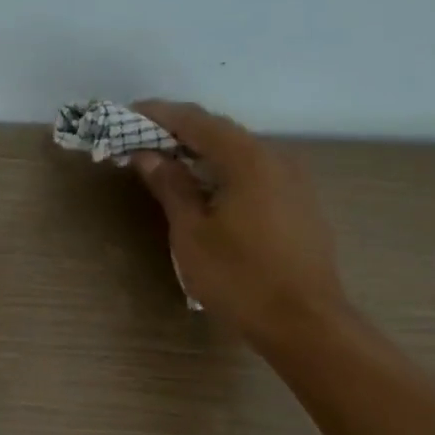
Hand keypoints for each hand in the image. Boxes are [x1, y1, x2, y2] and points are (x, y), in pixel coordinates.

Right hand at [129, 101, 348, 343]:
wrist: (304, 322)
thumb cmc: (239, 277)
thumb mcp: (192, 233)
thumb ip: (171, 187)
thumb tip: (147, 155)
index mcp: (247, 159)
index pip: (196, 121)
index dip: (160, 114)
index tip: (130, 112)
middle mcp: (276, 158)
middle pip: (221, 132)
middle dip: (180, 131)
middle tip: (143, 139)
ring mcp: (294, 181)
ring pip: (240, 153)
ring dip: (203, 152)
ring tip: (169, 163)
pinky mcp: (300, 203)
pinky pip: (256, 172)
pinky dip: (225, 170)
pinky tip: (208, 190)